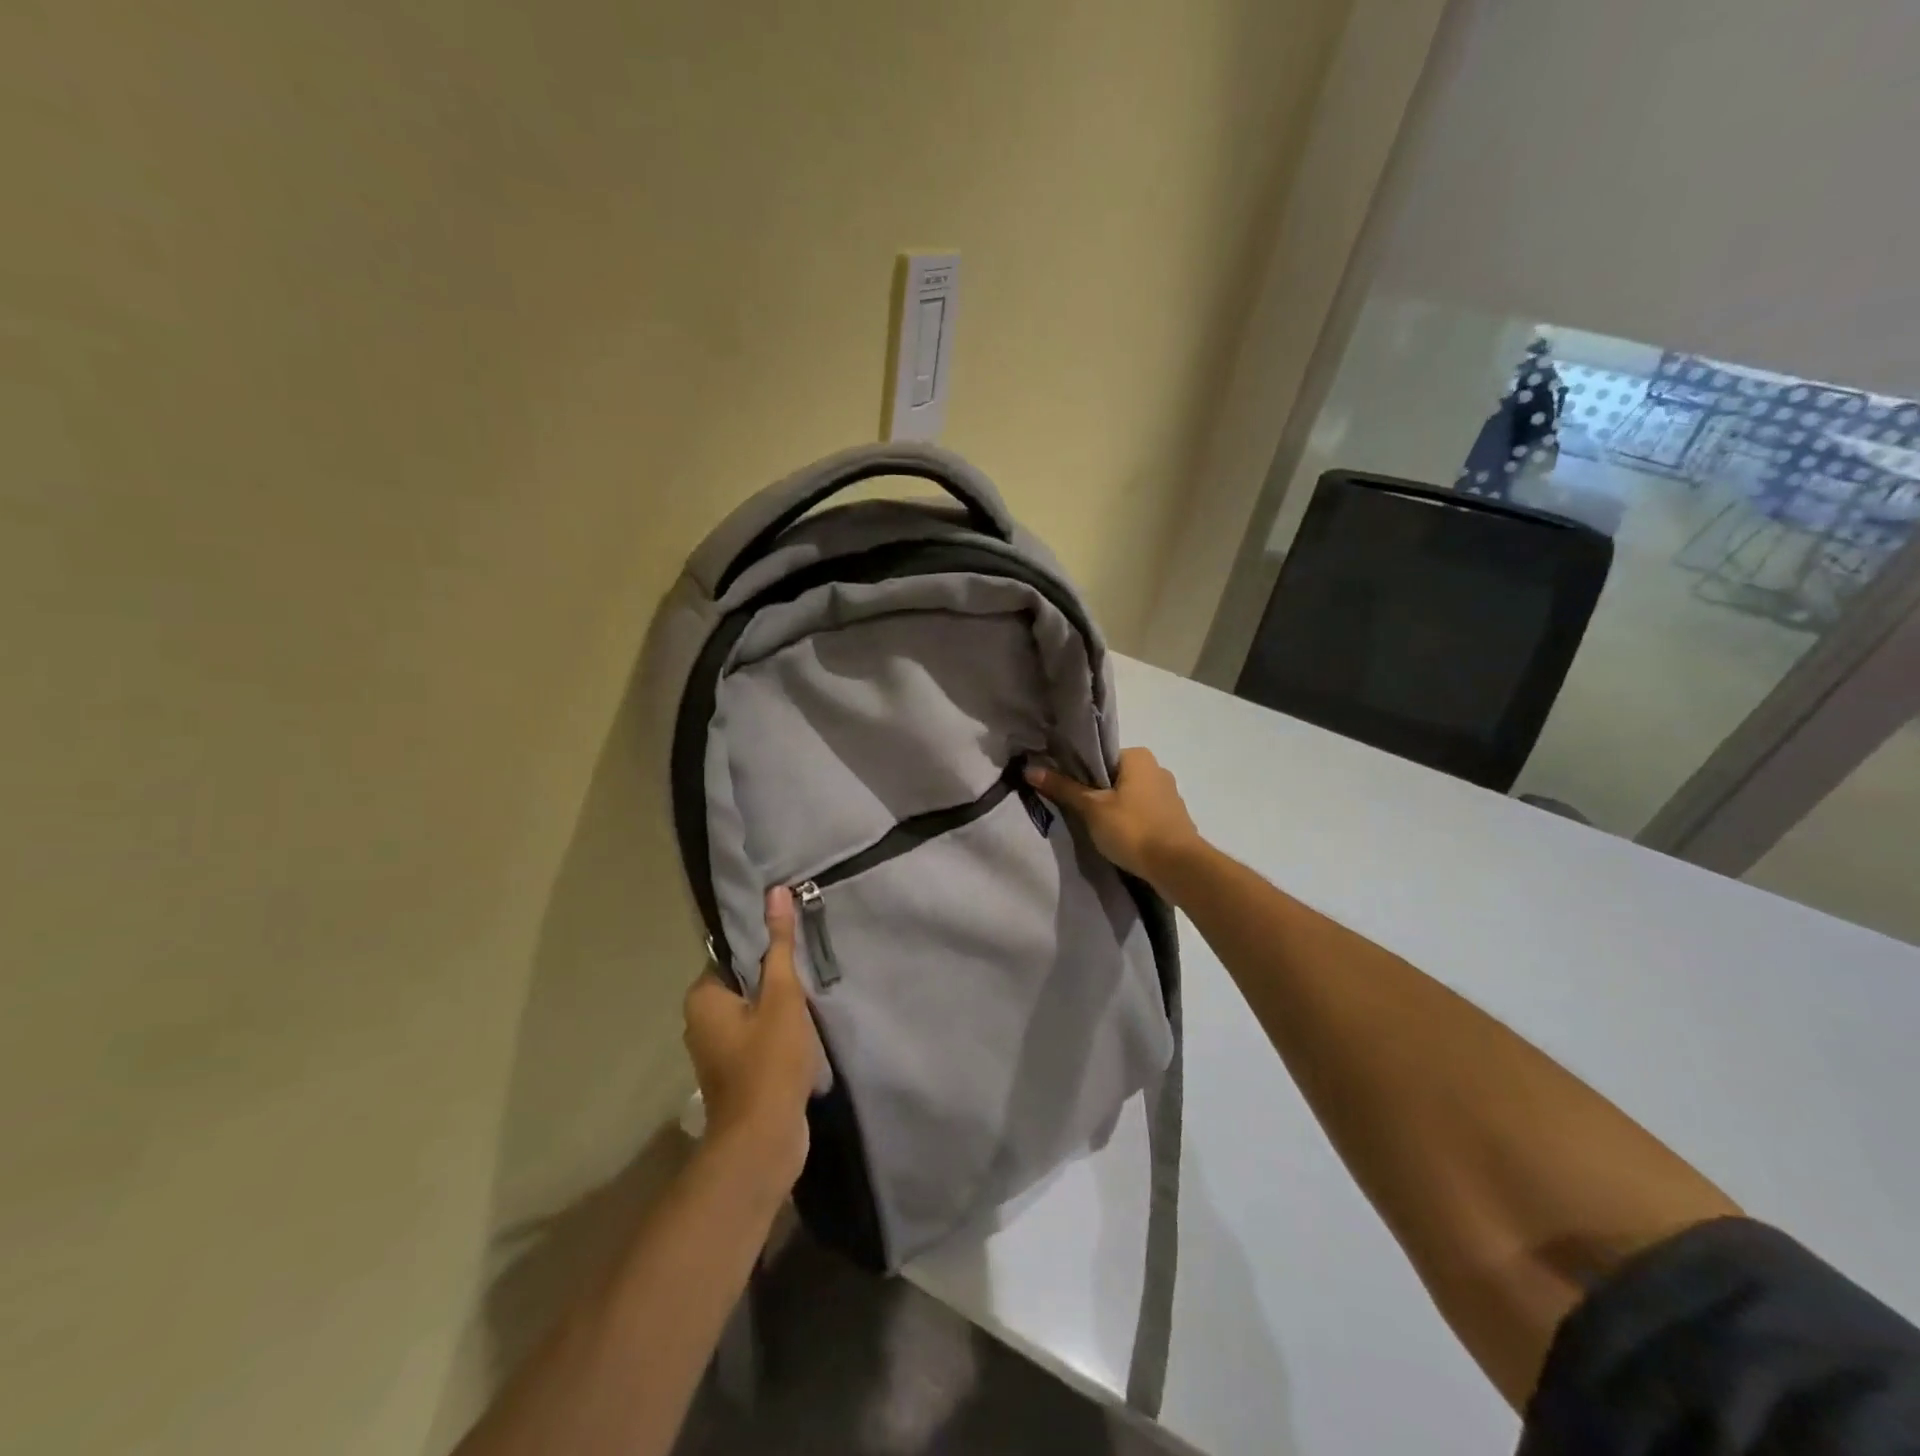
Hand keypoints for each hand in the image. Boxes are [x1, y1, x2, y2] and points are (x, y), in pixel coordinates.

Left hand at [683, 887, 822, 1192]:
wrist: (763, 1142)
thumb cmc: (770, 1061)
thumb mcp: (782, 995)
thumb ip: (780, 945)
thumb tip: (776, 892)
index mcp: (702, 997)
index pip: (733, 953)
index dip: (765, 947)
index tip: (796, 944)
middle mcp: (700, 1022)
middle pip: (744, 982)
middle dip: (776, 979)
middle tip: (809, 973)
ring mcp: (716, 1051)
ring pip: (753, 1012)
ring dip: (780, 1007)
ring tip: (812, 1000)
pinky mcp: (735, 1074)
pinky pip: (757, 1037)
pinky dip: (778, 1032)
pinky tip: (804, 1033)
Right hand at [1025, 748, 1201, 885]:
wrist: (1178, 867)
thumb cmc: (1132, 829)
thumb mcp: (1091, 808)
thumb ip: (1063, 788)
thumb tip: (1029, 769)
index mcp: (1139, 757)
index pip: (1101, 757)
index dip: (1081, 772)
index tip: (1066, 789)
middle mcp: (1157, 769)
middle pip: (1115, 777)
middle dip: (1098, 792)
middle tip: (1076, 810)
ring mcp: (1169, 795)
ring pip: (1130, 797)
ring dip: (1115, 809)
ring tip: (1095, 828)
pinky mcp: (1175, 819)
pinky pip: (1144, 814)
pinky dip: (1131, 822)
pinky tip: (1119, 838)